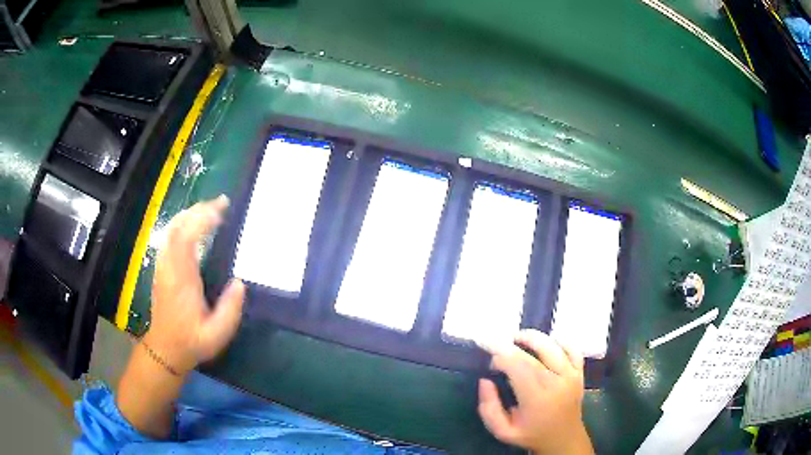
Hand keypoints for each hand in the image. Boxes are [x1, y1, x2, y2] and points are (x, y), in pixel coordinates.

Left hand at [146, 195, 244, 374]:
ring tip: (210, 209)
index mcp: (182, 279)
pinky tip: (193, 225)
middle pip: (178, 227)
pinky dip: (182, 224)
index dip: (203, 220)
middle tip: (221, 202)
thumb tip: (240, 283)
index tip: (222, 211)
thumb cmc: (191, 341)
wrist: (165, 349)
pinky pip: (169, 237)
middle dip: (199, 210)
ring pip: (172, 229)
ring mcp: (163, 265)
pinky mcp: (162, 268)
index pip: (187, 238)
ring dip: (190, 214)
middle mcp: (169, 266)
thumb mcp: (216, 334)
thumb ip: (230, 309)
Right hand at [478, 330, 593, 454]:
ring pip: (552, 347)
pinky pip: (572, 349)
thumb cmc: (531, 434)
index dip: (501, 357)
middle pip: (533, 355)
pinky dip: (559, 341)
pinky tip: (546, 344)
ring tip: (517, 337)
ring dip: (533, 337)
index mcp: (536, 399)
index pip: (518, 367)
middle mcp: (556, 383)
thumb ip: (489, 408)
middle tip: (497, 345)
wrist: (564, 439)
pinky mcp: (579, 372)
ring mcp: (571, 376)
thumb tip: (485, 381)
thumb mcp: (503, 431)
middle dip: (511, 346)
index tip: (491, 362)